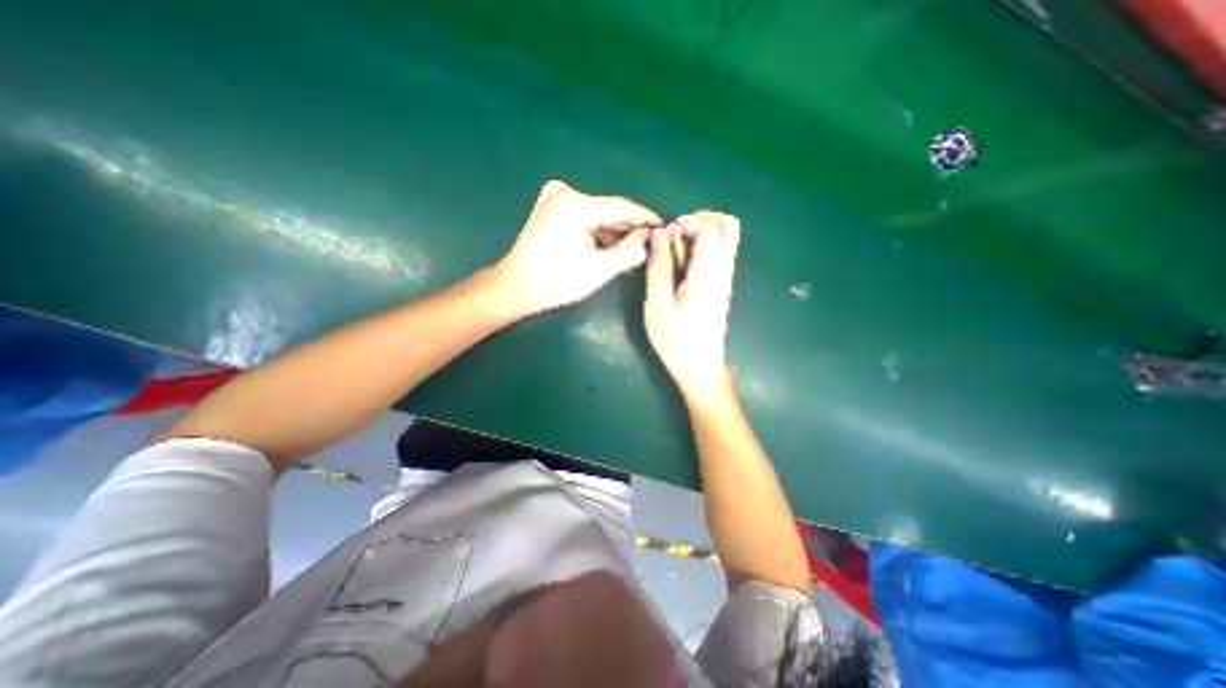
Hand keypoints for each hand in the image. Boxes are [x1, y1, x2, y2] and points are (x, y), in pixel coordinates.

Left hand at [493, 178, 660, 312]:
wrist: (516, 286)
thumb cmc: (557, 282)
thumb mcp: (600, 269)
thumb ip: (630, 251)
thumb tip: (648, 238)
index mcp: (576, 205)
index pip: (622, 208)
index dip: (645, 218)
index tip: (665, 226)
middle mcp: (565, 192)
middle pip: (609, 210)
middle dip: (630, 227)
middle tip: (651, 241)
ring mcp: (555, 196)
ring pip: (598, 213)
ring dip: (614, 230)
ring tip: (634, 247)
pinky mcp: (551, 205)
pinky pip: (585, 215)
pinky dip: (598, 230)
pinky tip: (611, 245)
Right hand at [646, 212, 742, 397]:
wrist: (700, 366)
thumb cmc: (675, 339)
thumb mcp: (657, 303)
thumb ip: (659, 266)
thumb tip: (658, 234)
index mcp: (708, 273)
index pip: (709, 229)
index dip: (686, 223)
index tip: (665, 237)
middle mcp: (723, 270)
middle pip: (729, 226)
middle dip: (701, 219)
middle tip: (676, 232)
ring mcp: (725, 278)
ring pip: (727, 238)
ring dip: (702, 232)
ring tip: (676, 246)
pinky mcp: (722, 286)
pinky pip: (720, 253)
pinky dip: (703, 247)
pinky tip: (682, 263)